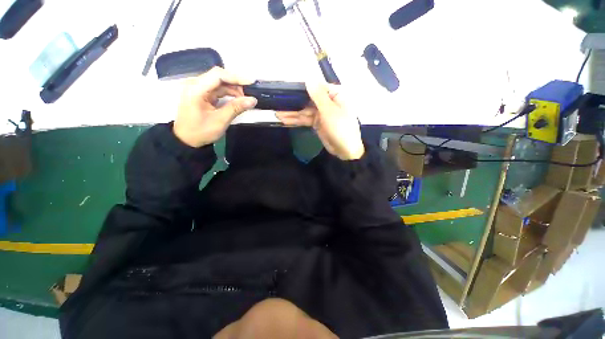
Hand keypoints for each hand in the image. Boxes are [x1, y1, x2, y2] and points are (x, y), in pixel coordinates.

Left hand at [173, 67, 256, 147]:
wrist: (186, 140)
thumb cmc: (201, 131)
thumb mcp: (220, 121)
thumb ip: (236, 108)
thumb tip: (253, 100)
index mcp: (196, 89)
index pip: (218, 75)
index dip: (236, 77)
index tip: (251, 82)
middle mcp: (196, 85)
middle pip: (219, 77)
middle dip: (236, 84)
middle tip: (250, 93)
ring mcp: (199, 89)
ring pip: (220, 83)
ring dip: (234, 89)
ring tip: (245, 99)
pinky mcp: (203, 94)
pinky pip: (218, 89)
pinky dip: (229, 94)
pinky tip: (237, 100)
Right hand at [275, 83, 364, 159]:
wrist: (345, 150)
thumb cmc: (341, 128)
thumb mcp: (329, 111)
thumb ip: (318, 95)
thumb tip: (308, 77)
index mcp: (334, 95)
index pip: (315, 87)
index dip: (301, 87)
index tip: (286, 87)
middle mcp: (327, 102)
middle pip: (307, 99)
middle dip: (294, 102)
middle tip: (277, 102)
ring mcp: (321, 113)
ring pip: (304, 111)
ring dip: (292, 113)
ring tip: (277, 114)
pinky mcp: (317, 123)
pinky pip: (305, 119)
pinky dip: (296, 120)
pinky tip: (284, 120)